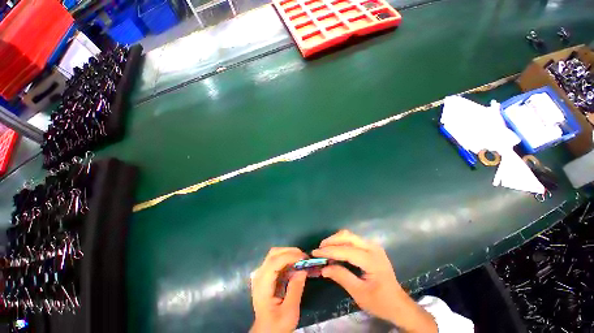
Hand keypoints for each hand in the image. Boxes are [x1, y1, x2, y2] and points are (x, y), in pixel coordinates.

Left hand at [250, 247, 307, 332]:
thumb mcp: (289, 312)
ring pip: (275, 254)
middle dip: (290, 251)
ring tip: (301, 260)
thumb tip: (303, 270)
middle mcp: (260, 275)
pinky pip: (276, 261)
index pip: (274, 261)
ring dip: (289, 254)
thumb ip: (296, 289)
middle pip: (274, 253)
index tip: (304, 258)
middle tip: (304, 257)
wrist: (265, 331)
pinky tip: (295, 266)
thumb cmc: (277, 325)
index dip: (290, 256)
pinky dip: (287, 259)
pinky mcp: (266, 275)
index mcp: (263, 285)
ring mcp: (261, 274)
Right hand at [312, 230, 436, 332]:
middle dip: (331, 241)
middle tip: (320, 250)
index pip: (346, 251)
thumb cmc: (380, 302)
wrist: (399, 304)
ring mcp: (372, 246)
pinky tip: (336, 250)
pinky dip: (342, 243)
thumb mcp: (359, 293)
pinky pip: (353, 240)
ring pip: (349, 235)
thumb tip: (323, 268)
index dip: (329, 251)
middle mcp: (372, 247)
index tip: (315, 253)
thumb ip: (341, 277)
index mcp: (371, 260)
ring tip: (325, 249)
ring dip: (336, 240)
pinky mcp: (371, 247)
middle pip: (347, 236)